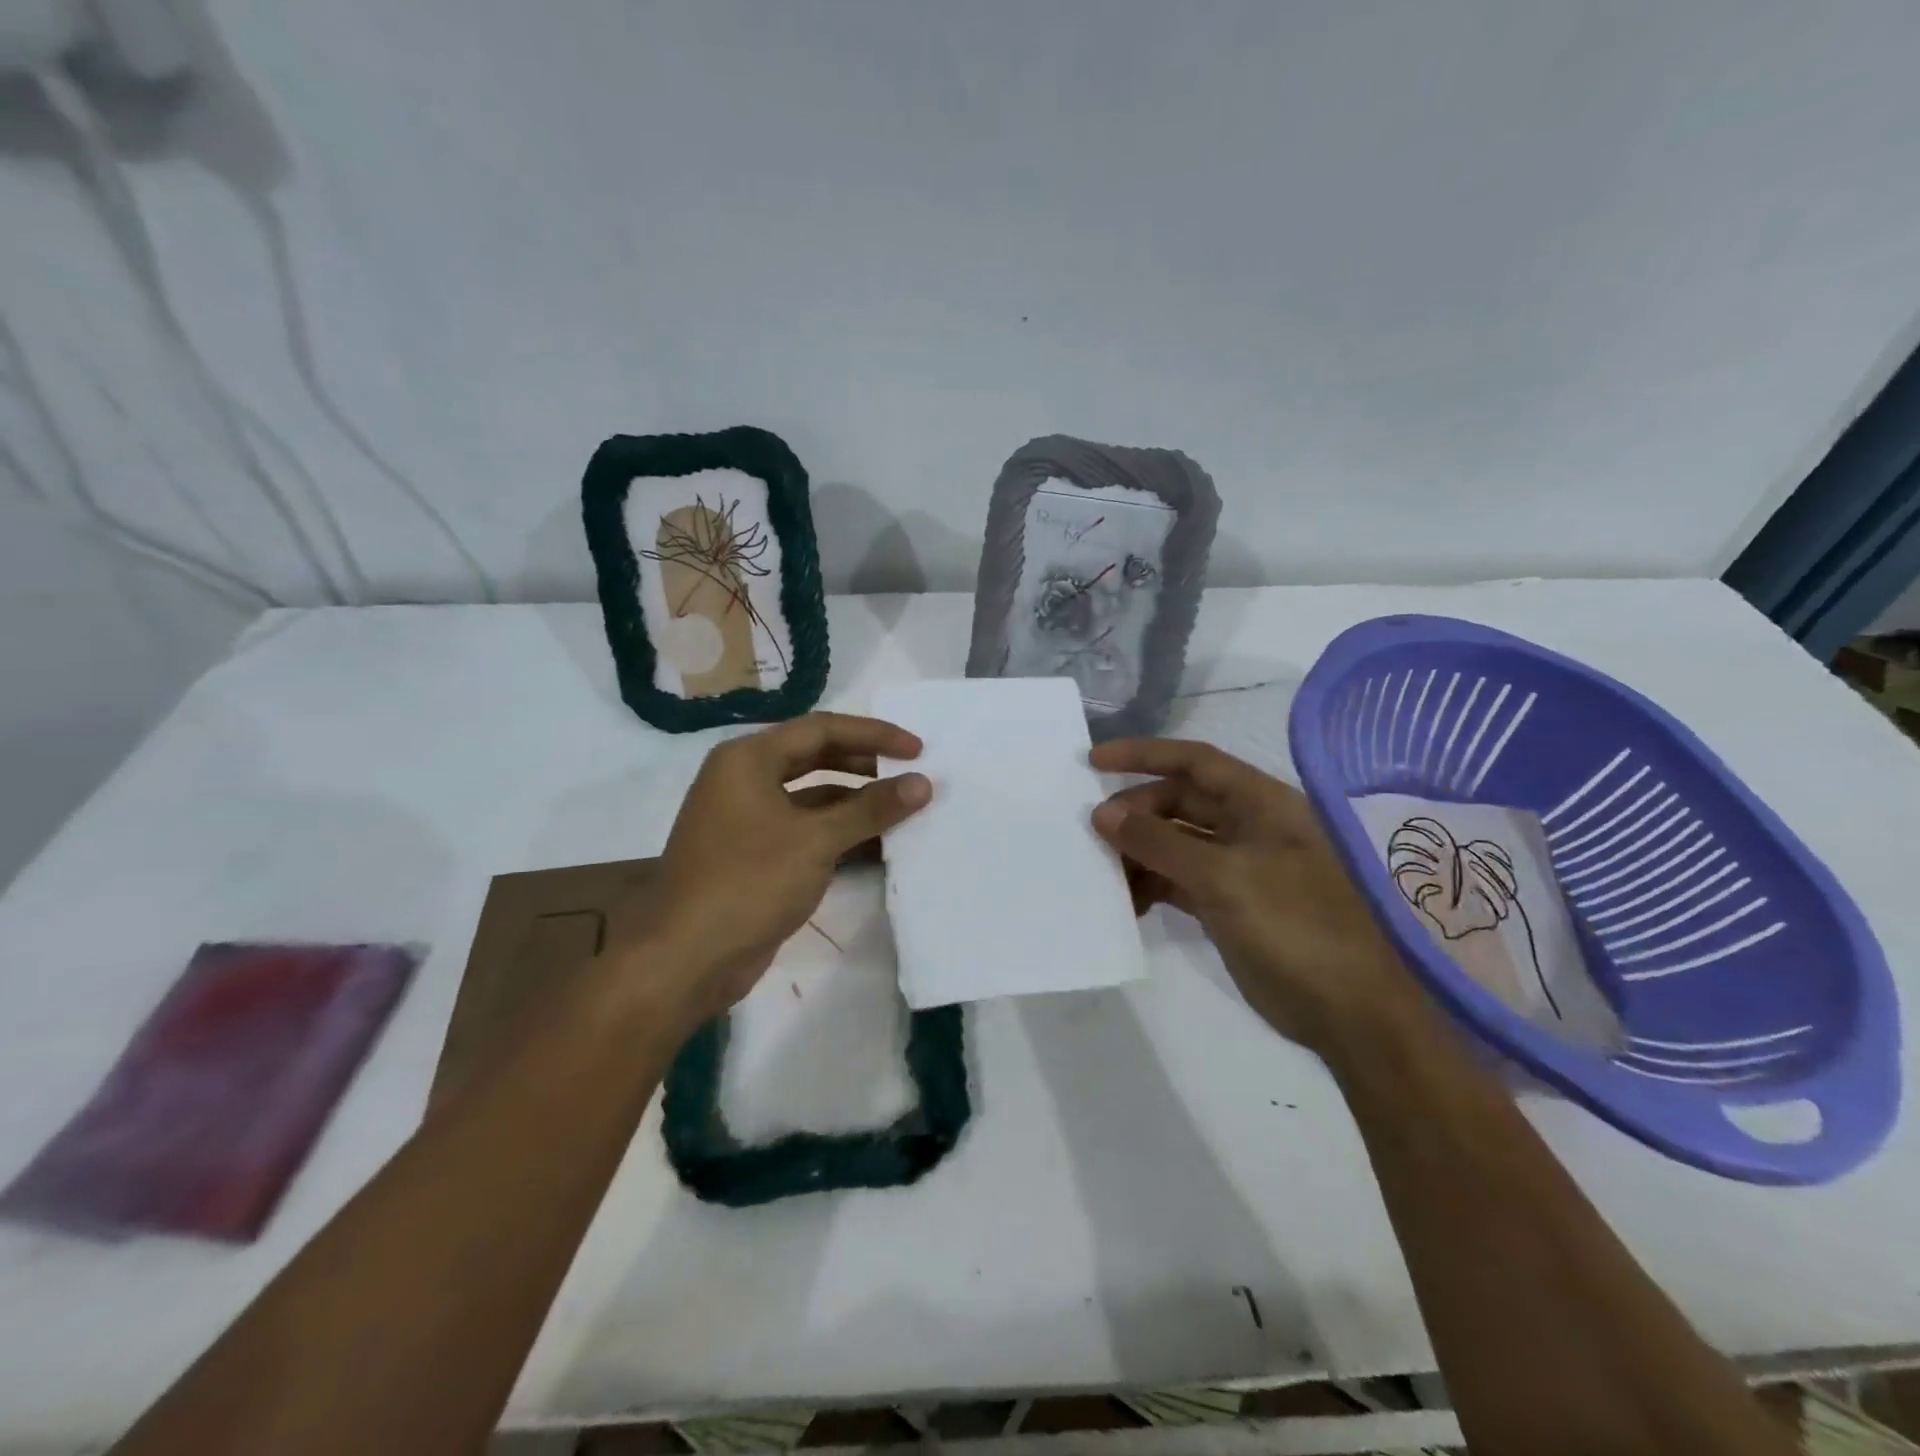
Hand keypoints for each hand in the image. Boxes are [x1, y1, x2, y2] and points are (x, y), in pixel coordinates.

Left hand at [640, 713, 931, 1026]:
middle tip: (910, 775)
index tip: (917, 749)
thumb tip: (922, 782)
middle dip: (866, 765)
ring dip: (856, 803)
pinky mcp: (754, 856)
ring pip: (812, 797)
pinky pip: (805, 830)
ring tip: (903, 810)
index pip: (822, 729)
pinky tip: (878, 846)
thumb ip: (872, 808)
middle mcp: (744, 779)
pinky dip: (839, 833)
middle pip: (816, 757)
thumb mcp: (816, 840)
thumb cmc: (748, 883)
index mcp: (748, 759)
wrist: (686, 959)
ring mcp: (747, 819)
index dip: (874, 735)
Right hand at [1089, 737, 1417, 1052]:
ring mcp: (1238, 866)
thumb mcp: (1223, 878)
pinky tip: (1126, 902)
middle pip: (1179, 802)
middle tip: (1093, 833)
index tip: (1094, 761)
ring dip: (1138, 852)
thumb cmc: (1294, 927)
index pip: (1195, 761)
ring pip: (1175, 843)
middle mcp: (1249, 826)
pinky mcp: (1227, 903)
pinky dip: (1150, 885)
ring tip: (1103, 873)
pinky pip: (1177, 880)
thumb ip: (1160, 843)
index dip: (1144, 755)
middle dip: (1136, 813)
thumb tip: (1103, 815)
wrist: (1349, 1012)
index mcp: (1262, 803)